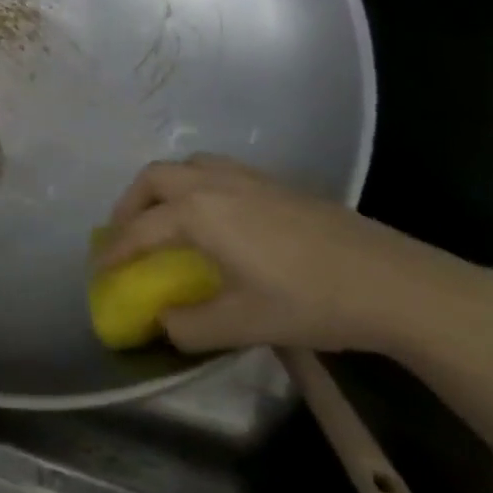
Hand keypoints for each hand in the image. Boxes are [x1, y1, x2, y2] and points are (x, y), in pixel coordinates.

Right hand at [96, 156, 492, 356]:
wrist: (395, 283)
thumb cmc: (312, 302)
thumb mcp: (244, 324)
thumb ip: (191, 325)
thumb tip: (164, 322)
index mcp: (199, 213)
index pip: (140, 230)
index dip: (114, 252)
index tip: (98, 271)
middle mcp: (214, 183)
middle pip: (154, 179)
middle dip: (130, 205)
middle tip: (125, 236)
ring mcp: (247, 178)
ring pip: (186, 167)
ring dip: (162, 189)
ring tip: (162, 220)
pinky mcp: (274, 183)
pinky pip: (215, 170)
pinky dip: (194, 186)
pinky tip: (213, 217)